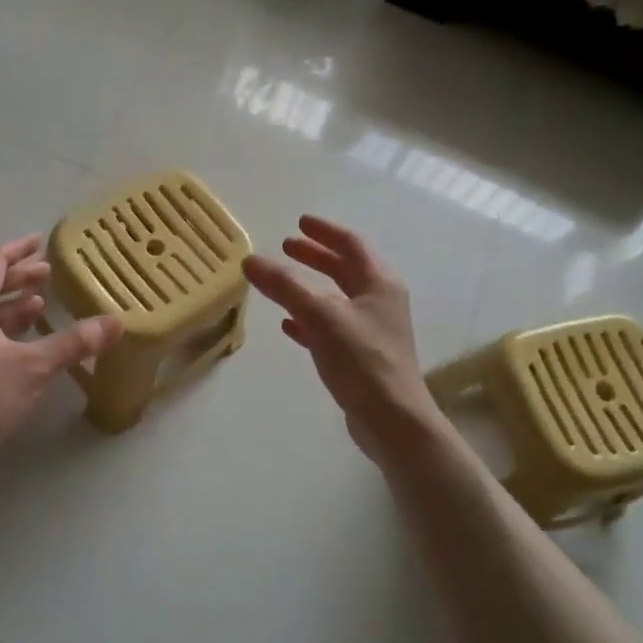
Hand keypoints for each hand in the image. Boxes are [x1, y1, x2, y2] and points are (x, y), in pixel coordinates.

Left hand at [0, 234, 122, 466]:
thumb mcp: (33, 367)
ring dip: (14, 303)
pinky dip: (9, 328)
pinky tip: (28, 341)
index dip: (19, 249)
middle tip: (48, 272)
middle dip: (19, 275)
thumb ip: (73, 343)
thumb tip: (115, 322)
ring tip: (41, 302)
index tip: (41, 241)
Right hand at [243, 216, 441, 465]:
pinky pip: (330, 328)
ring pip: (336, 298)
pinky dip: (309, 320)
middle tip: (285, 247)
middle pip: (345, 268)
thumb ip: (284, 286)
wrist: (392, 420)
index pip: (351, 244)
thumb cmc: (362, 359)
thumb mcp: (320, 316)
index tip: (299, 222)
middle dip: (316, 256)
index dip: (324, 231)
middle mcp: (379, 301)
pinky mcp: (360, 357)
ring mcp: (371, 330)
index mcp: (379, 283)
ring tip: (281, 280)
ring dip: (310, 286)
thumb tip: (250, 259)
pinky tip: (287, 325)